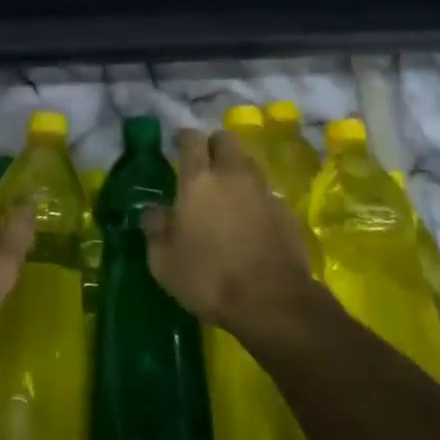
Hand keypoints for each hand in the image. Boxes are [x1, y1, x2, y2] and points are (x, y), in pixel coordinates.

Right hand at [143, 129, 318, 340]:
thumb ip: (155, 228)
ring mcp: (262, 191)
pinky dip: (256, 196)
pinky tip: (251, 218)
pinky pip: (266, 191)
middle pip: (226, 139)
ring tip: (228, 190)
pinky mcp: (285, 211)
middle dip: (215, 145)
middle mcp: (232, 175)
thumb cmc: (209, 278)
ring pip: (248, 162)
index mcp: (199, 180)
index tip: (178, 143)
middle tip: (205, 163)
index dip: (184, 137)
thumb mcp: (164, 261)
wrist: (271, 302)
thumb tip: (154, 210)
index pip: (192, 139)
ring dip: (237, 168)